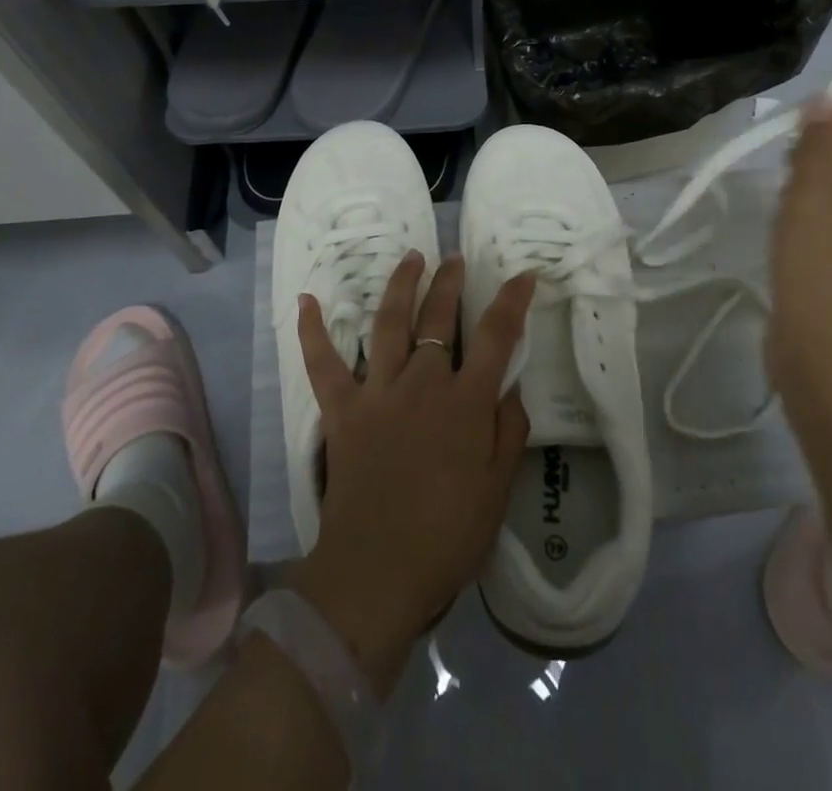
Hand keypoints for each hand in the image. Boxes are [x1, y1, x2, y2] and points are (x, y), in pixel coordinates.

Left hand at [290, 253, 531, 693]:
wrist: (377, 573)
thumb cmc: (448, 536)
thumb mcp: (498, 489)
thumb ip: (508, 431)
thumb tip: (510, 386)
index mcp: (466, 402)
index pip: (495, 336)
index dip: (512, 301)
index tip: (523, 276)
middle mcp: (423, 383)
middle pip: (438, 318)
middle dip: (449, 282)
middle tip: (454, 258)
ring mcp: (378, 391)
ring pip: (389, 323)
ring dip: (401, 286)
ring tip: (410, 257)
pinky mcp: (342, 409)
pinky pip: (323, 363)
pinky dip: (313, 331)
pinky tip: (307, 300)